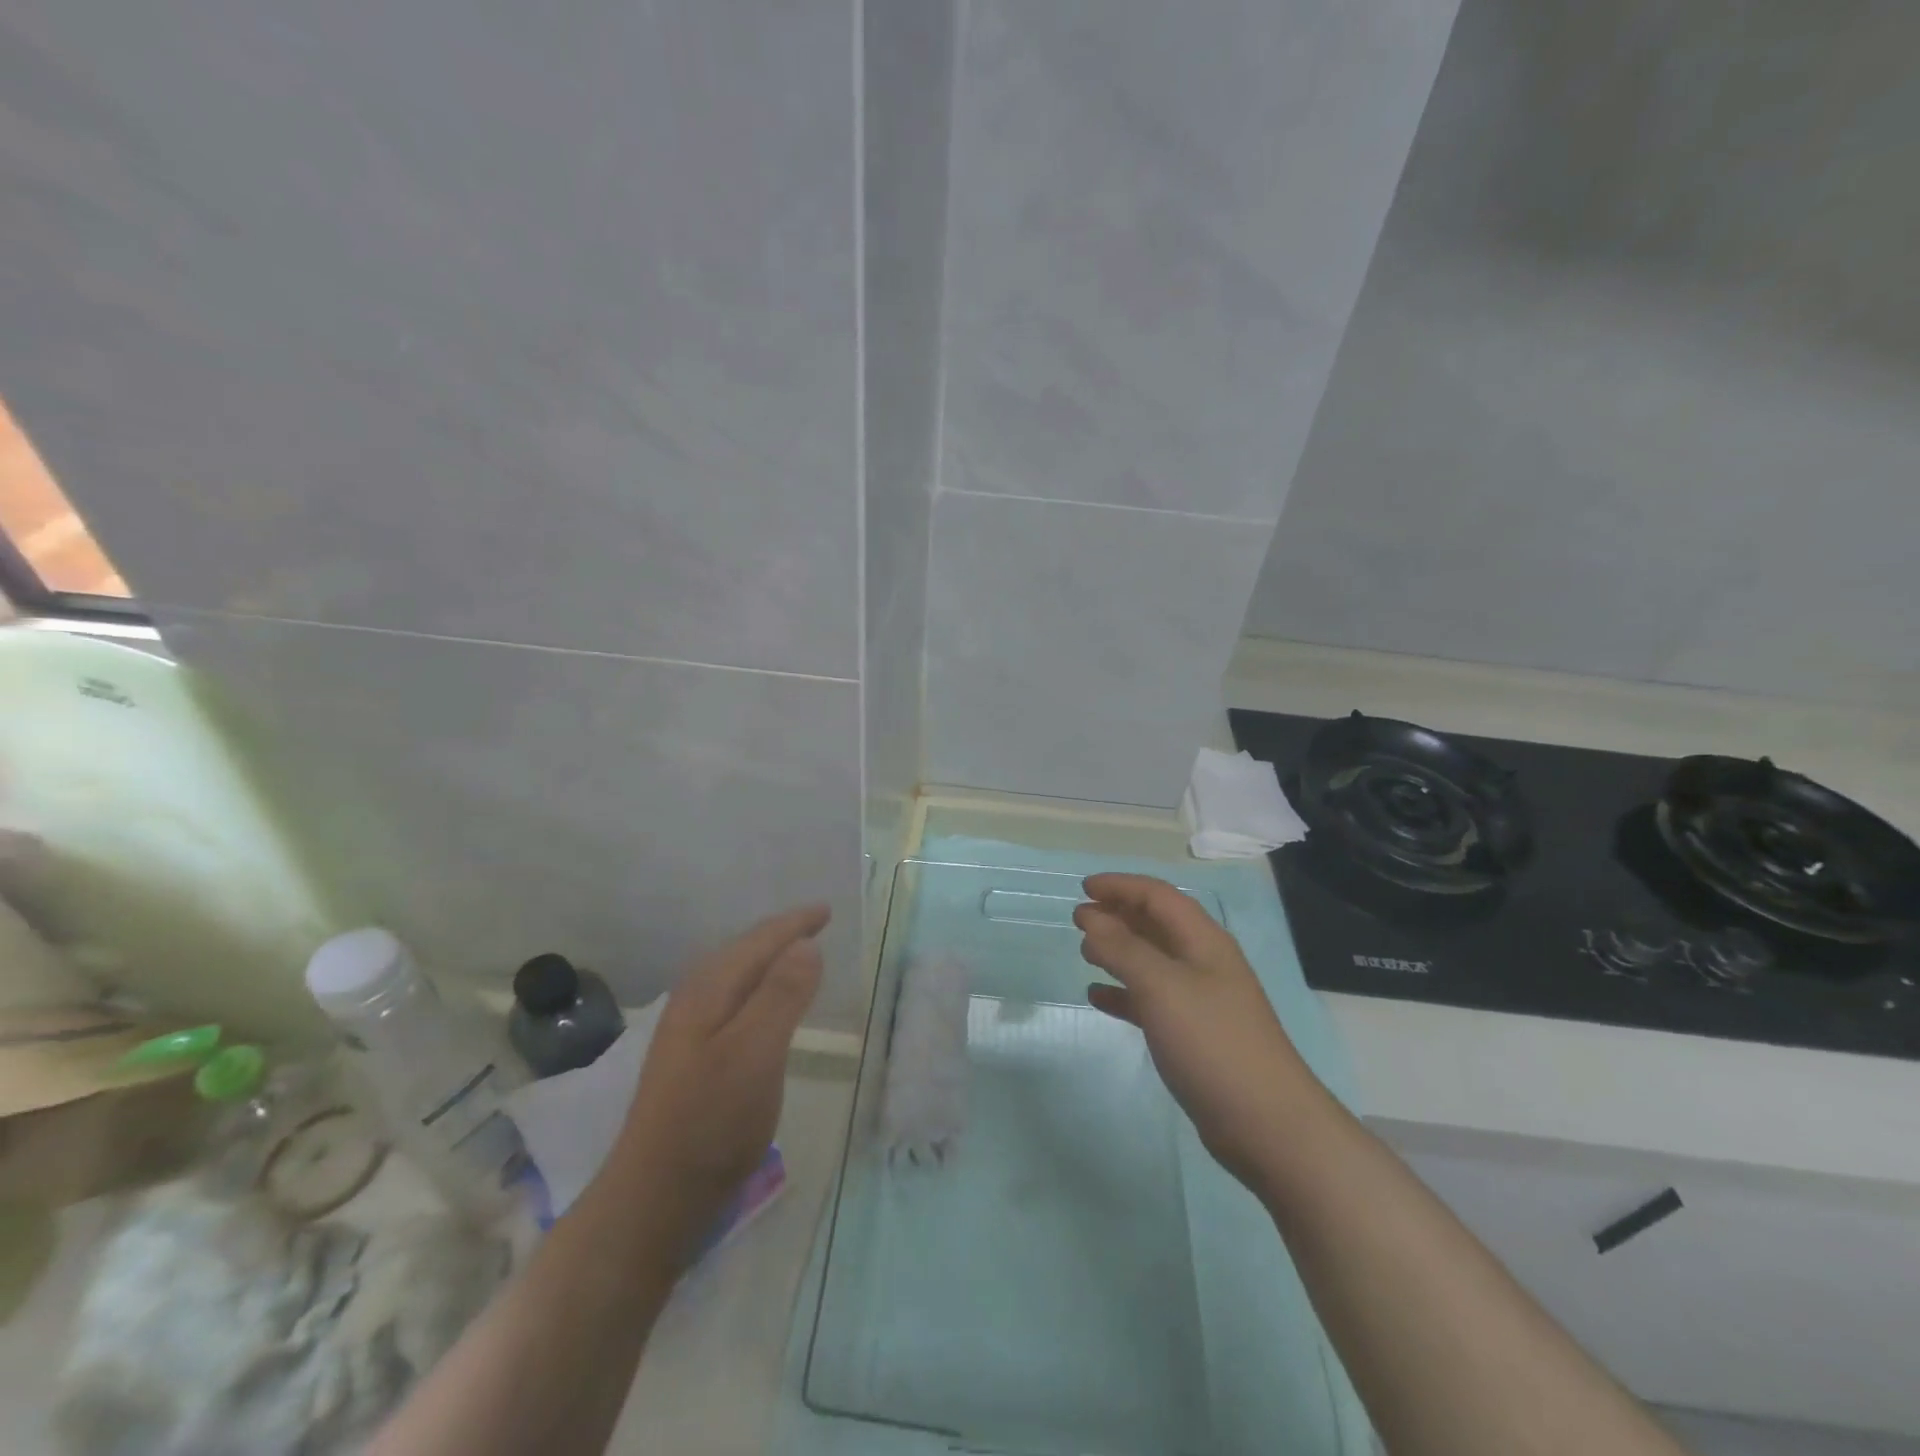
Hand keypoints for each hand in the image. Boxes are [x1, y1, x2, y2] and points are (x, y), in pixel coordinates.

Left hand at [617, 904, 827, 1248]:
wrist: (655, 1197)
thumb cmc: (711, 1121)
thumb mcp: (755, 1054)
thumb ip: (781, 996)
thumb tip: (807, 944)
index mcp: (709, 990)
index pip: (758, 941)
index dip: (795, 924)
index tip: (827, 911)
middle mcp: (695, 1000)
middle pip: (743, 951)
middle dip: (780, 934)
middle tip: (815, 924)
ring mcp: (689, 1029)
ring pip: (736, 975)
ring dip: (768, 959)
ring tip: (796, 954)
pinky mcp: (694, 1057)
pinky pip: (734, 999)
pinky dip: (759, 987)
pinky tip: (765, 1006)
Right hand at [1075, 874, 1322, 1189]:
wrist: (1267, 1124)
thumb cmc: (1213, 1042)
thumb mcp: (1162, 987)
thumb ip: (1122, 948)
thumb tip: (1089, 917)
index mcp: (1203, 941)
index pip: (1158, 896)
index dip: (1121, 886)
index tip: (1083, 888)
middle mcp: (1203, 962)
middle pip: (1156, 923)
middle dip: (1118, 914)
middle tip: (1079, 917)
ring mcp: (1200, 1000)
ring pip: (1152, 961)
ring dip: (1119, 950)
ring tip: (1085, 951)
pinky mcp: (1193, 1035)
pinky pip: (1150, 1000)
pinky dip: (1123, 992)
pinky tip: (1098, 998)